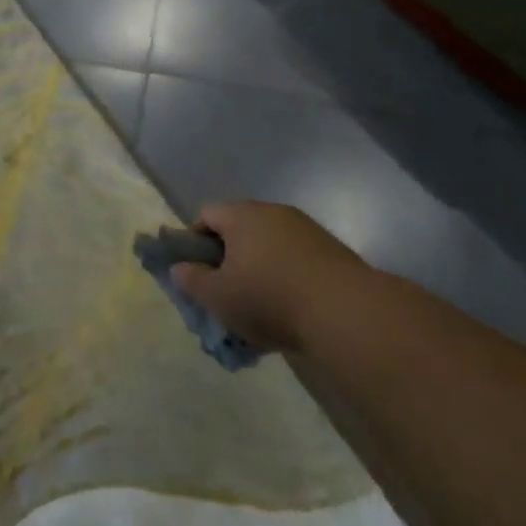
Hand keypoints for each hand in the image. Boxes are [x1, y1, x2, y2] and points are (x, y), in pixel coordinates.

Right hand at [170, 201, 364, 354]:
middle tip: (228, 293)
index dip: (196, 242)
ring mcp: (306, 229)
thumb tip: (179, 268)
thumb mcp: (217, 296)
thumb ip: (191, 280)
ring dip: (261, 269)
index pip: (206, 215)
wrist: (346, 312)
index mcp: (241, 215)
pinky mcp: (332, 251)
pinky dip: (288, 278)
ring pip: (270, 246)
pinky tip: (292, 310)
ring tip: (261, 309)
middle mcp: (273, 212)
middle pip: (240, 229)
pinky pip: (297, 259)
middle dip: (230, 258)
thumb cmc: (269, 298)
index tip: (199, 273)